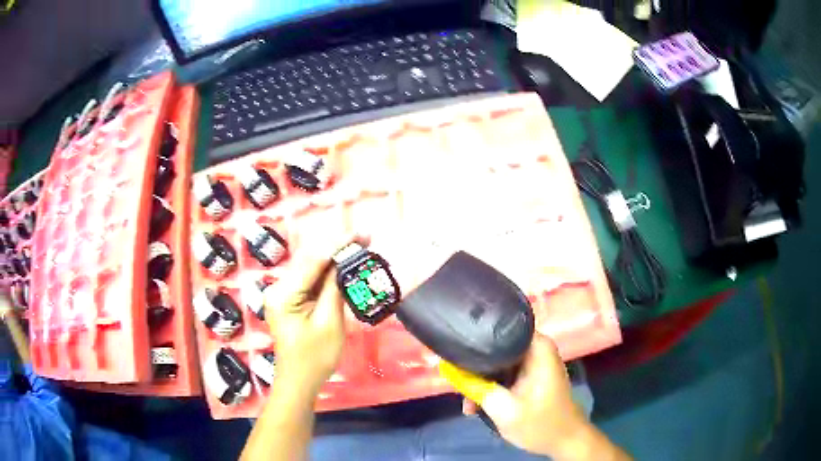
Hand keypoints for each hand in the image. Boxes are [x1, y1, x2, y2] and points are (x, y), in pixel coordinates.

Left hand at [262, 234, 360, 393]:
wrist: (299, 381)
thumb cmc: (315, 358)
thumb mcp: (330, 322)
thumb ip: (335, 288)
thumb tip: (345, 261)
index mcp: (283, 294)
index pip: (313, 261)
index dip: (338, 245)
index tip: (361, 233)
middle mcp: (278, 288)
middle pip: (310, 261)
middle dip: (337, 248)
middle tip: (365, 238)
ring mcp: (281, 293)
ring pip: (310, 268)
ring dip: (334, 259)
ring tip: (360, 247)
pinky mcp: (289, 299)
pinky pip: (309, 280)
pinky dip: (327, 273)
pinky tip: (344, 266)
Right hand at [440, 334, 594, 459]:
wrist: (565, 441)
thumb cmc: (540, 423)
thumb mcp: (503, 408)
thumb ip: (474, 387)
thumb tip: (446, 368)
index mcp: (537, 347)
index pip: (500, 328)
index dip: (475, 339)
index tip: (454, 352)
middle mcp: (536, 349)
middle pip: (496, 347)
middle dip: (475, 368)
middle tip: (458, 387)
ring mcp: (534, 363)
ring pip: (498, 363)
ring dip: (482, 382)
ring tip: (469, 404)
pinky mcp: (531, 376)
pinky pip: (505, 374)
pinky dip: (492, 388)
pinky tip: (479, 405)